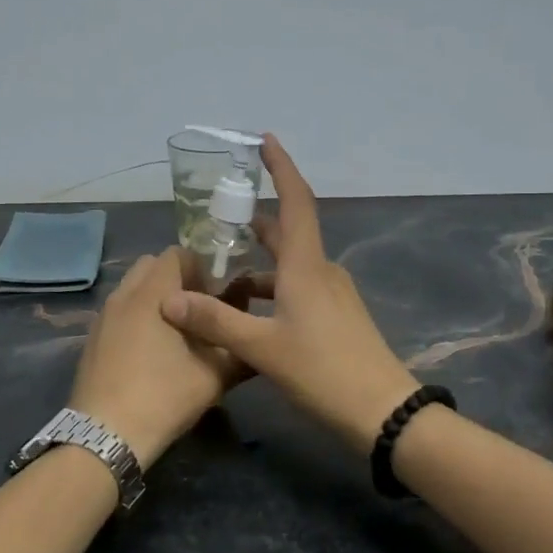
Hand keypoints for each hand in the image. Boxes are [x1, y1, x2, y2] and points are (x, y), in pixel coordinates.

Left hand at [68, 247, 248, 467]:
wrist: (105, 435)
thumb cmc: (163, 396)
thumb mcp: (214, 376)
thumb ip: (240, 349)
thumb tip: (256, 334)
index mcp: (152, 293)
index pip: (177, 254)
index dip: (201, 268)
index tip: (217, 295)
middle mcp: (123, 295)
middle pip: (152, 266)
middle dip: (178, 279)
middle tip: (199, 310)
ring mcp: (103, 317)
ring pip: (133, 289)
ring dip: (156, 298)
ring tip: (177, 332)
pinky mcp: (93, 339)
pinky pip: (120, 311)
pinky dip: (138, 317)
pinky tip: (151, 352)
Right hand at [161, 135, 420, 450]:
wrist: (383, 411)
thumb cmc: (324, 370)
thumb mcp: (262, 348)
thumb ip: (215, 321)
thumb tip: (169, 300)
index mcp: (306, 266)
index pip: (296, 201)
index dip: (281, 168)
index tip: (265, 141)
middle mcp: (322, 271)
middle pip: (288, 233)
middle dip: (256, 222)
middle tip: (220, 218)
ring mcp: (333, 295)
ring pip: (290, 265)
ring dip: (259, 264)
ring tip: (221, 272)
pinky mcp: (337, 318)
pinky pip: (298, 289)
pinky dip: (272, 289)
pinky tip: (249, 312)